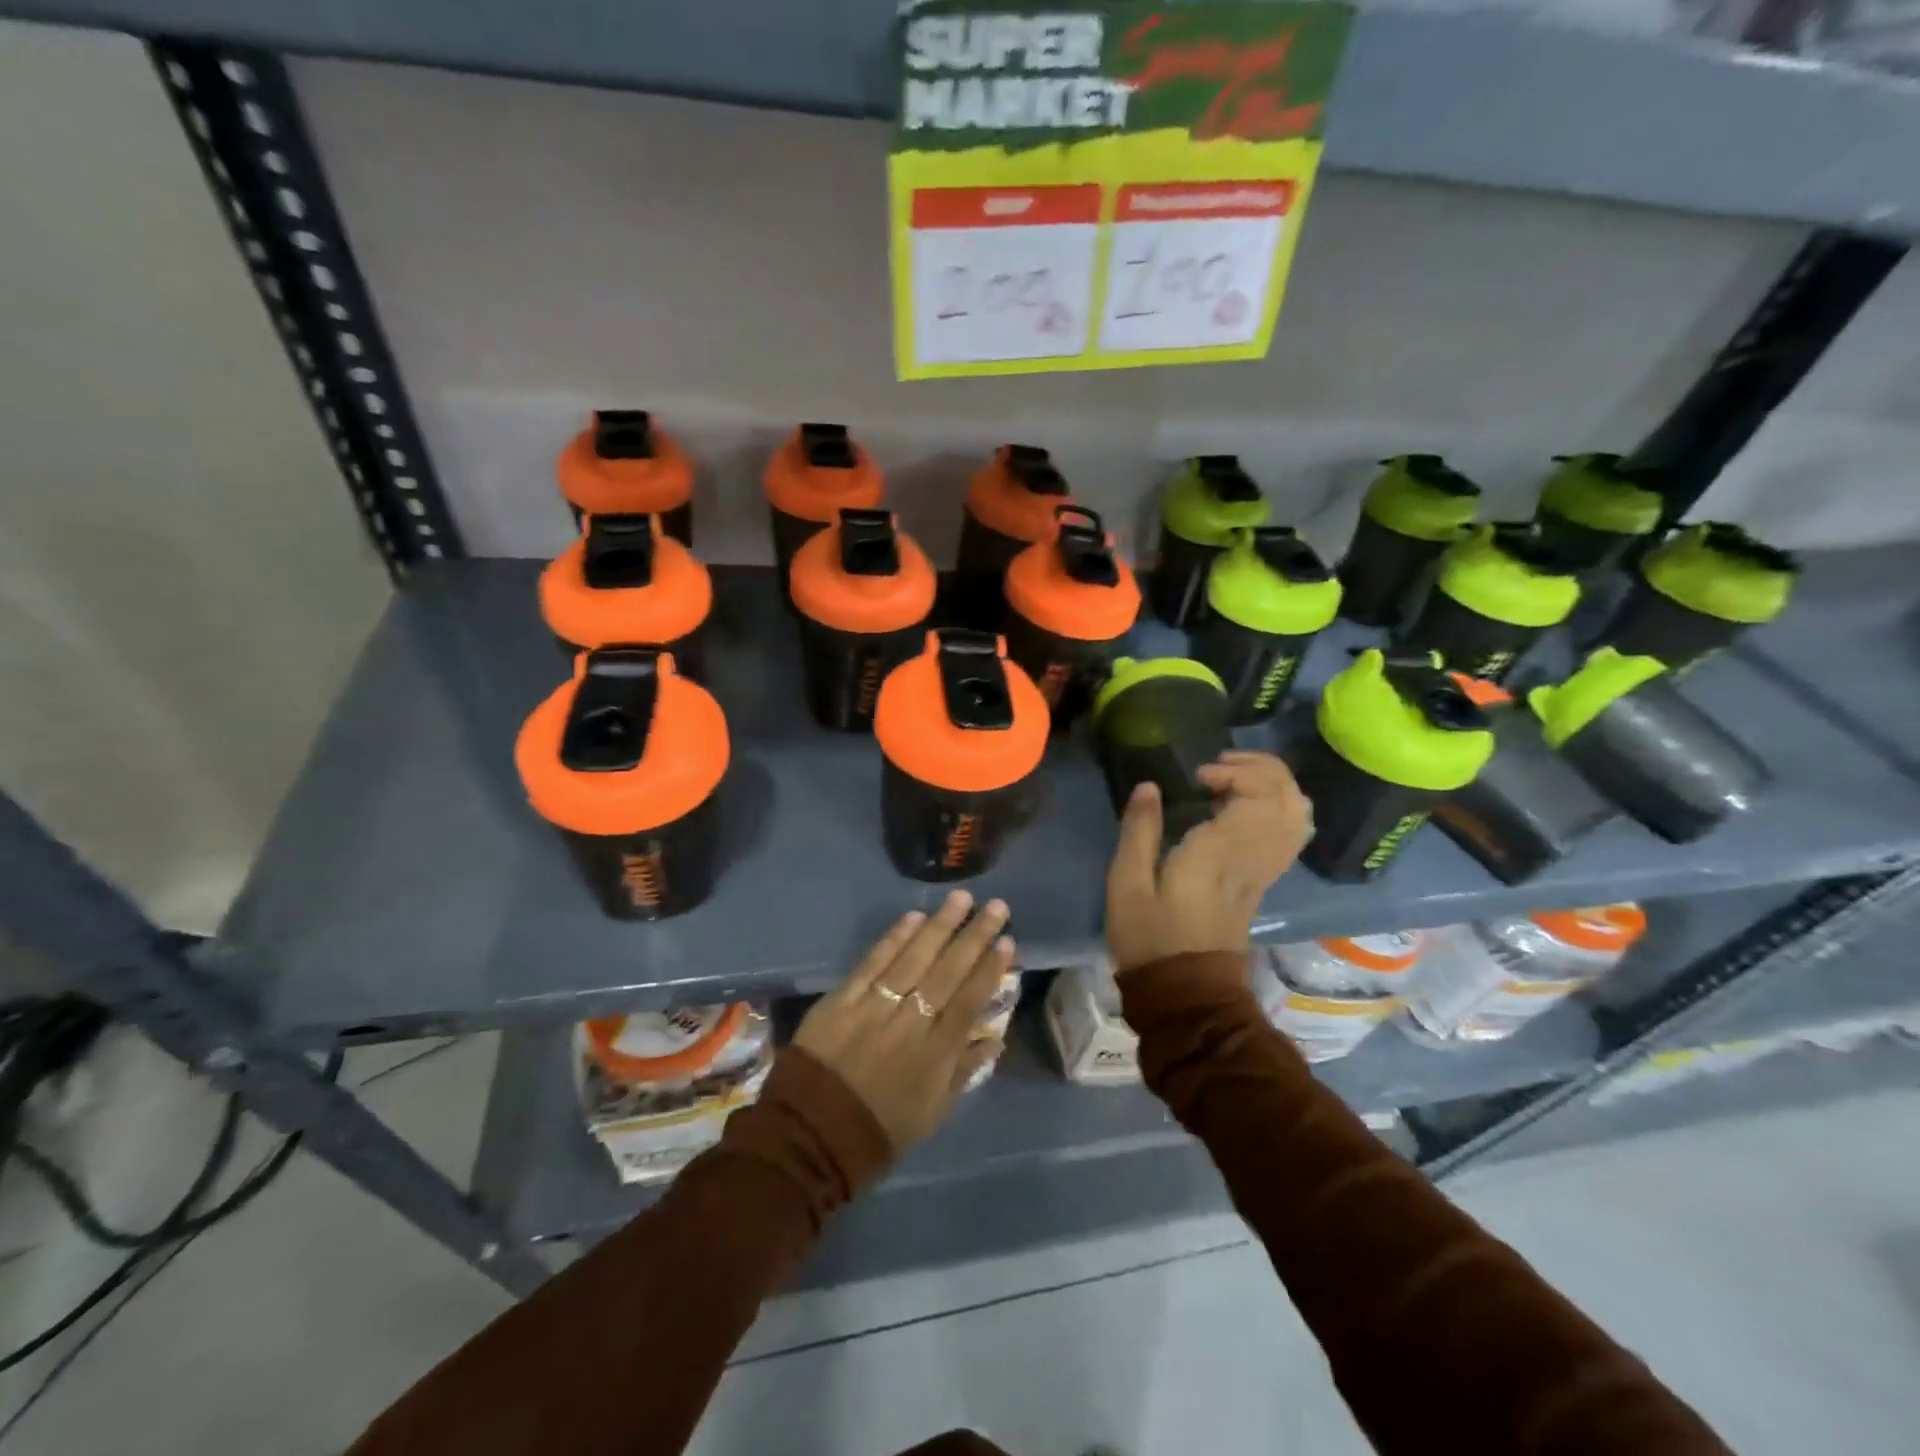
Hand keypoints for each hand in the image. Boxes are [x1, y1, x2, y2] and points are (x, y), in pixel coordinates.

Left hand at [793, 890, 1013, 1153]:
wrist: (812, 1133)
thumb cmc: (881, 1128)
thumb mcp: (934, 1112)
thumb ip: (965, 1071)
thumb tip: (995, 1038)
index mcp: (936, 1054)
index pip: (970, 1001)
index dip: (990, 970)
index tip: (1008, 941)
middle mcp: (910, 1022)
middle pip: (948, 972)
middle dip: (974, 936)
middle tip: (996, 906)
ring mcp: (875, 1006)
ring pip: (914, 958)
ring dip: (940, 926)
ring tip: (961, 898)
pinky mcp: (843, 998)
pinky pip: (874, 962)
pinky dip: (895, 938)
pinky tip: (914, 917)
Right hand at [1104, 751, 1312, 974]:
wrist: (1187, 993)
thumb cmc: (1150, 938)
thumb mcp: (1127, 884)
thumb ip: (1139, 830)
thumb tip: (1149, 786)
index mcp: (1222, 853)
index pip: (1259, 795)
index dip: (1236, 773)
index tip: (1198, 779)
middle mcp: (1255, 857)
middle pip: (1287, 797)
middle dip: (1259, 769)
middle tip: (1217, 769)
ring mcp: (1266, 870)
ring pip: (1296, 814)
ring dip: (1273, 785)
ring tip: (1233, 780)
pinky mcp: (1265, 881)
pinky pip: (1291, 834)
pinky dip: (1279, 807)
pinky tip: (1246, 806)